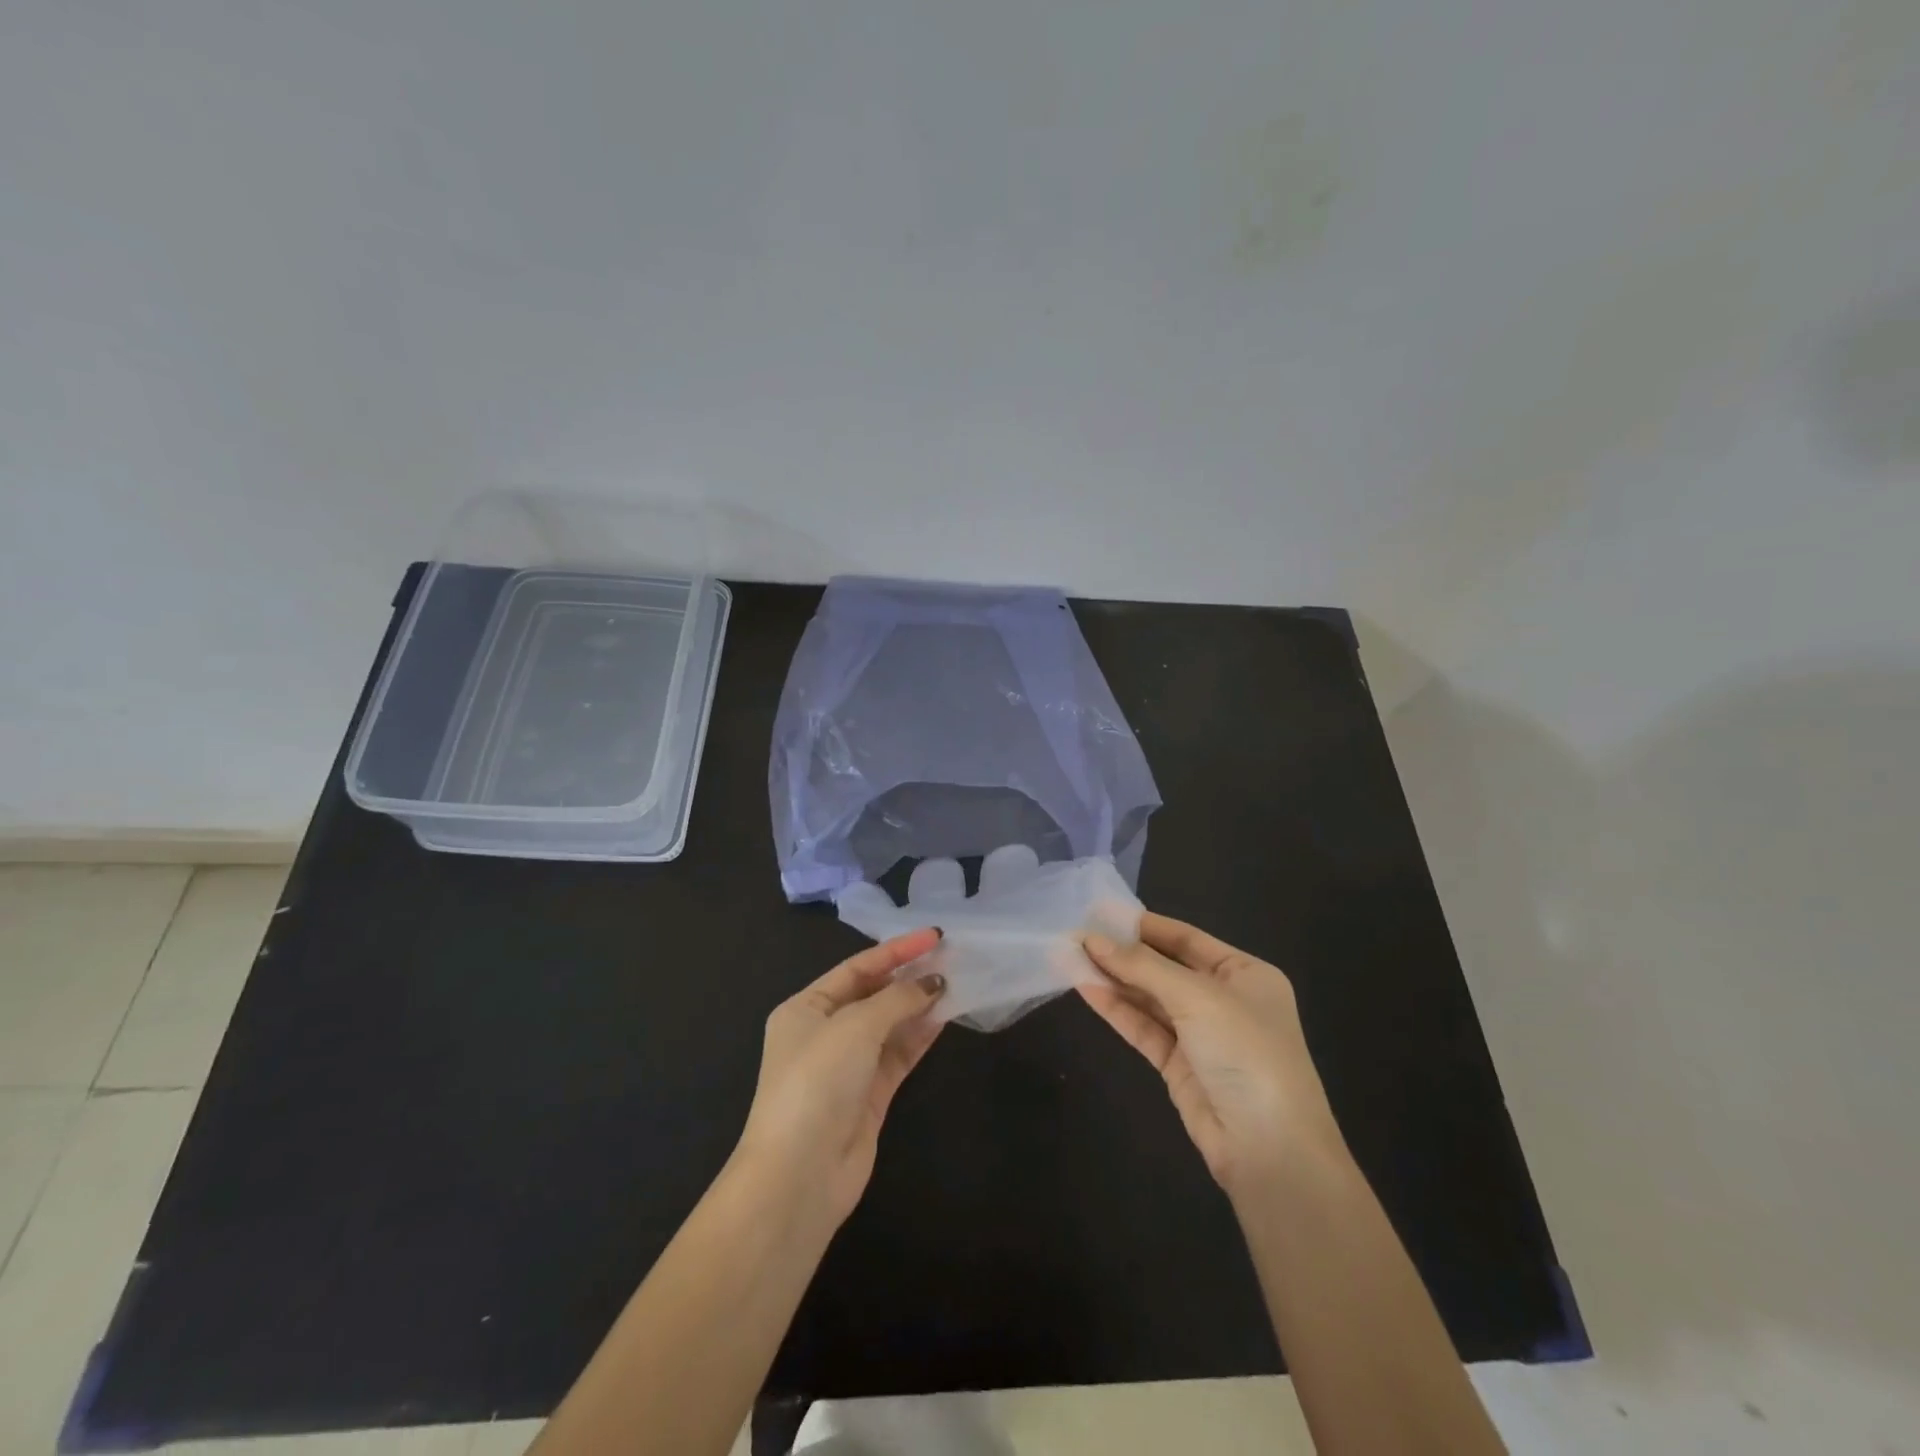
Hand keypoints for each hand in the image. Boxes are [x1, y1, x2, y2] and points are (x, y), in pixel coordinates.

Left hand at [735, 929, 946, 1226]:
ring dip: (920, 1005)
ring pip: (890, 1025)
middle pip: (874, 994)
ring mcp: (848, 1066)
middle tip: (951, 958)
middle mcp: (824, 1033)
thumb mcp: (854, 1027)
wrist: (799, 1176)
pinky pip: (899, 1055)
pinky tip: (946, 1016)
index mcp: (805, 1008)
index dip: (896, 950)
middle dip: (909, 977)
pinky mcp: (870, 1096)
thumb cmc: (817, 1083)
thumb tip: (934, 983)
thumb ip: (897, 999)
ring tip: (957, 982)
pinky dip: (920, 1035)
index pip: (857, 968)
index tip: (935, 936)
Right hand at [1082, 914, 1345, 1195]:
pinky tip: (1085, 988)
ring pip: (1150, 998)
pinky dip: (1116, 1009)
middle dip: (1122, 953)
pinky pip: (1144, 1028)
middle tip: (1076, 935)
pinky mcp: (1179, 1066)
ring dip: (1113, 979)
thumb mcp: (1197, 997)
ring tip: (1070, 957)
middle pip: (1164, 968)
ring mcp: (1201, 1035)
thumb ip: (1142, 967)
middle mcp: (1224, 1000)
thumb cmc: (1246, 1052)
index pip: (1187, 939)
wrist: (1271, 1150)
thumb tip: (1092, 940)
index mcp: (1245, 974)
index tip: (1100, 912)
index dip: (1144, 925)